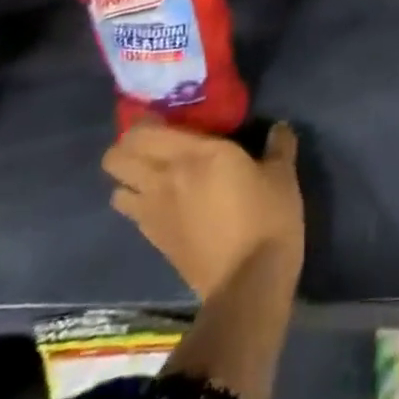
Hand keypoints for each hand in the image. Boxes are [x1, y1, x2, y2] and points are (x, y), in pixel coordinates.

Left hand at [102, 122, 304, 298]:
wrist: (249, 282)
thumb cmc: (268, 218)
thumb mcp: (282, 175)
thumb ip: (278, 145)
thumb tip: (279, 128)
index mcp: (195, 155)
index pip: (143, 131)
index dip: (145, 121)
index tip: (166, 116)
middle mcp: (164, 179)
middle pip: (116, 158)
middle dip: (127, 148)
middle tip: (156, 143)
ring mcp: (153, 213)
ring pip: (116, 189)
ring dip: (129, 179)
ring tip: (155, 174)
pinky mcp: (153, 241)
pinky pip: (132, 213)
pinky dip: (138, 204)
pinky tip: (165, 204)